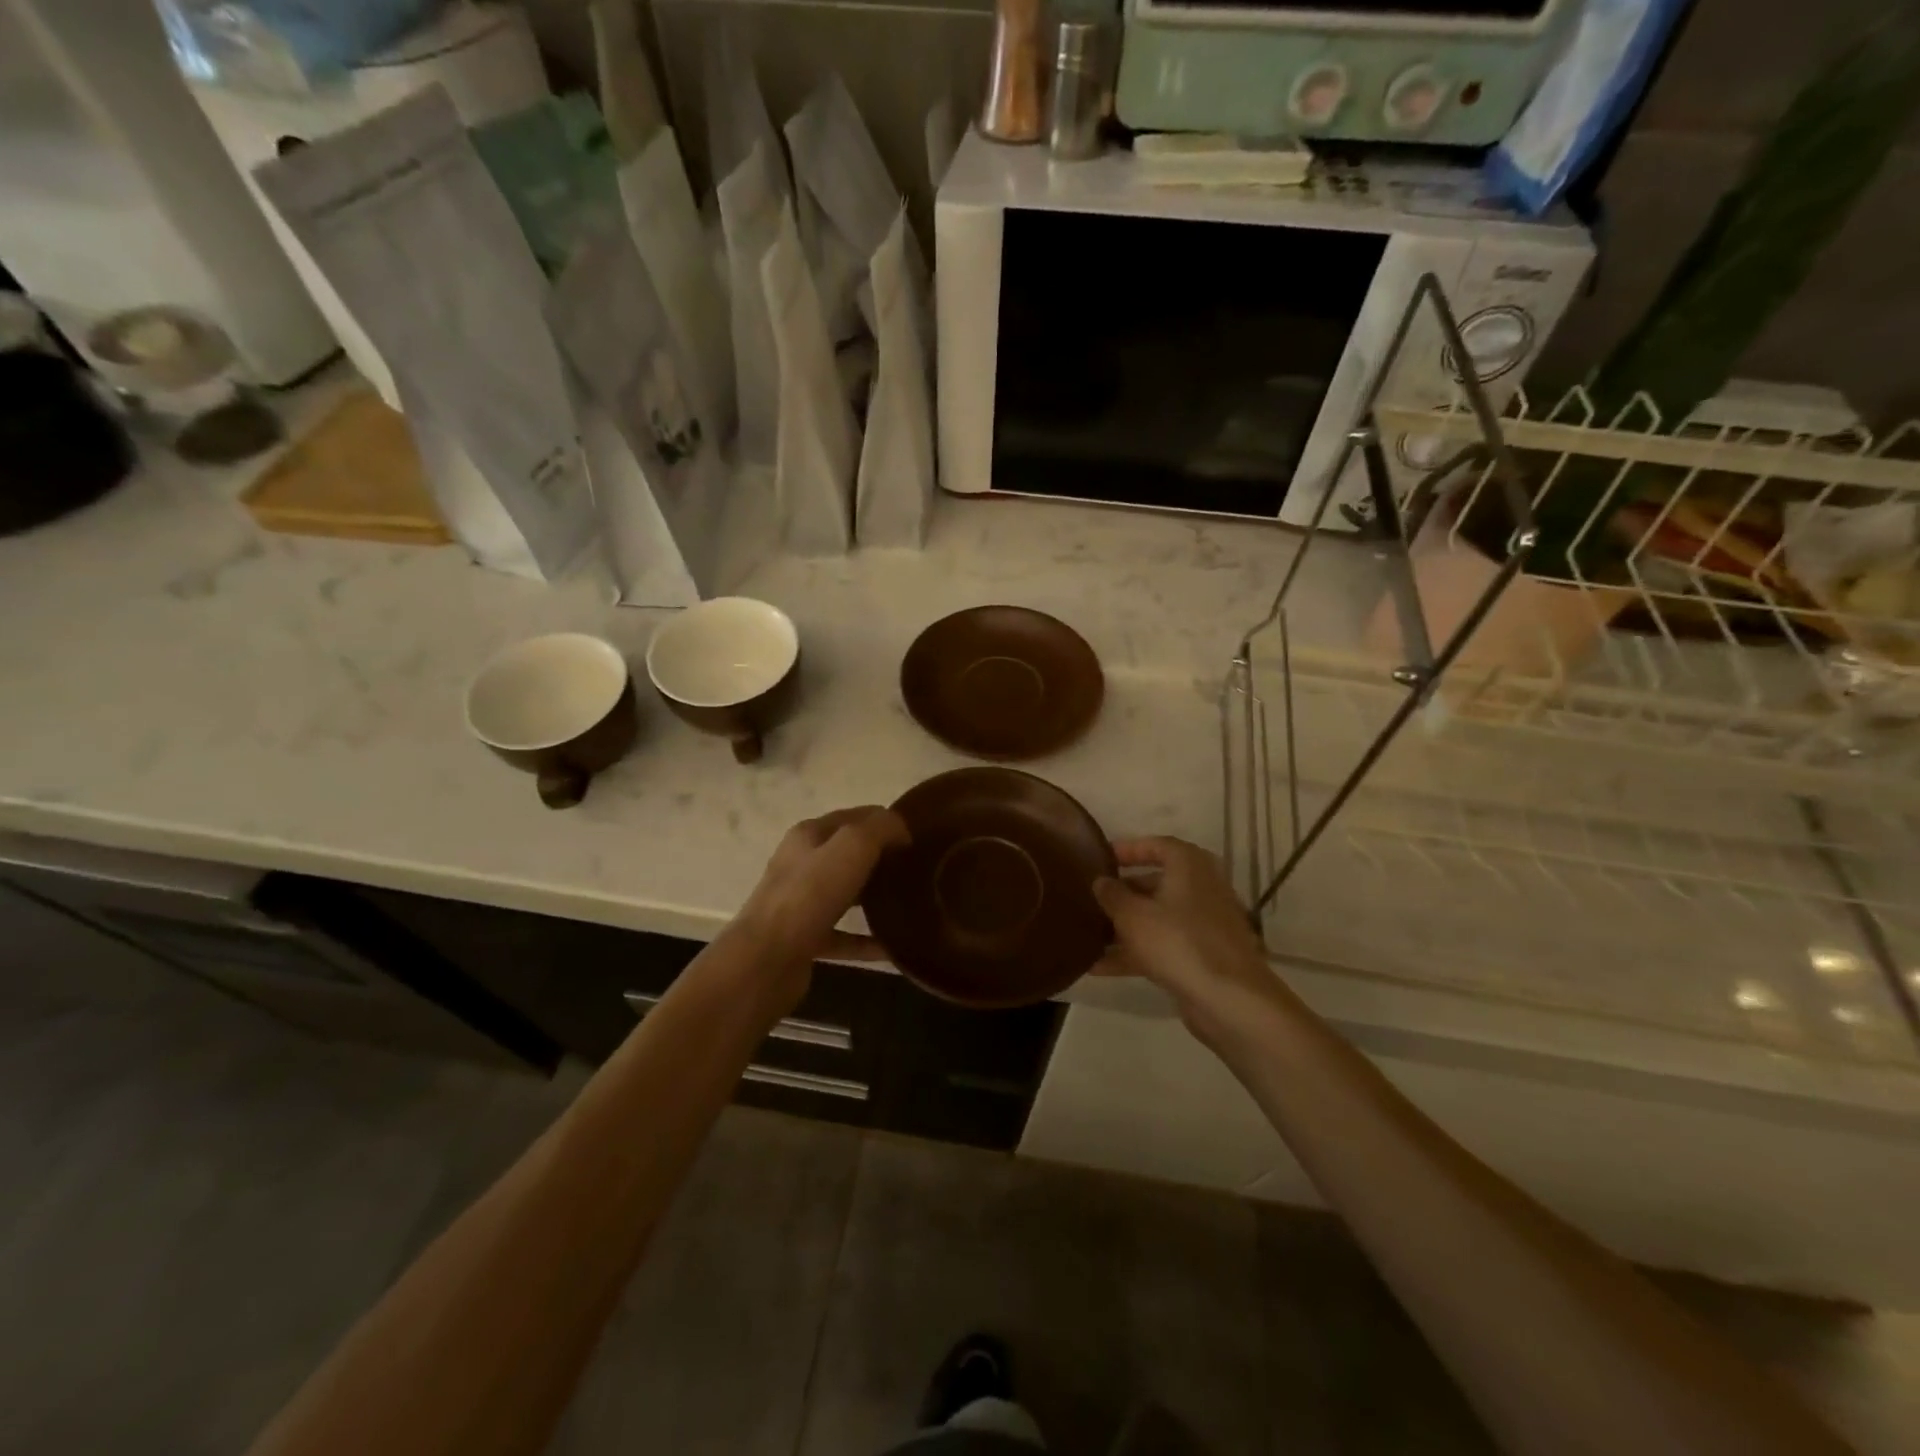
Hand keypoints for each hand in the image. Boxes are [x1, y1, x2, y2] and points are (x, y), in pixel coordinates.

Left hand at [732, 806, 909, 995]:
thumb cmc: (809, 894)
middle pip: (849, 855)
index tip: (920, 836)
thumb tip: (901, 829)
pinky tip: (894, 947)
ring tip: (909, 903)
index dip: (886, 821)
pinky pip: (843, 935)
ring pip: (846, 894)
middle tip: (919, 870)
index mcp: (809, 835)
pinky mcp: (804, 940)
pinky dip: (866, 940)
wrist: (766, 959)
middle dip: (882, 859)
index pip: (854, 817)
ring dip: (874, 897)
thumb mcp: (852, 846)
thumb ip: (880, 829)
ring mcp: (800, 904)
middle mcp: (801, 865)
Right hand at [1091, 837, 1276, 1034]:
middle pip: (1156, 883)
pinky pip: (1163, 945)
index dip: (1128, 849)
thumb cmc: (1178, 942)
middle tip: (1092, 899)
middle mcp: (1201, 889)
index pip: (1157, 845)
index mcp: (1189, 866)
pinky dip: (1136, 952)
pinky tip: (1099, 968)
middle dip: (1123, 892)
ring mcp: (1204, 924)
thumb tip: (1101, 881)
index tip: (1102, 858)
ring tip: (1089, 935)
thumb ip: (1112, 895)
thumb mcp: (1133, 915)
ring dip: (1125, 926)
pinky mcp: (1203, 955)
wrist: (1230, 999)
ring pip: (1158, 917)